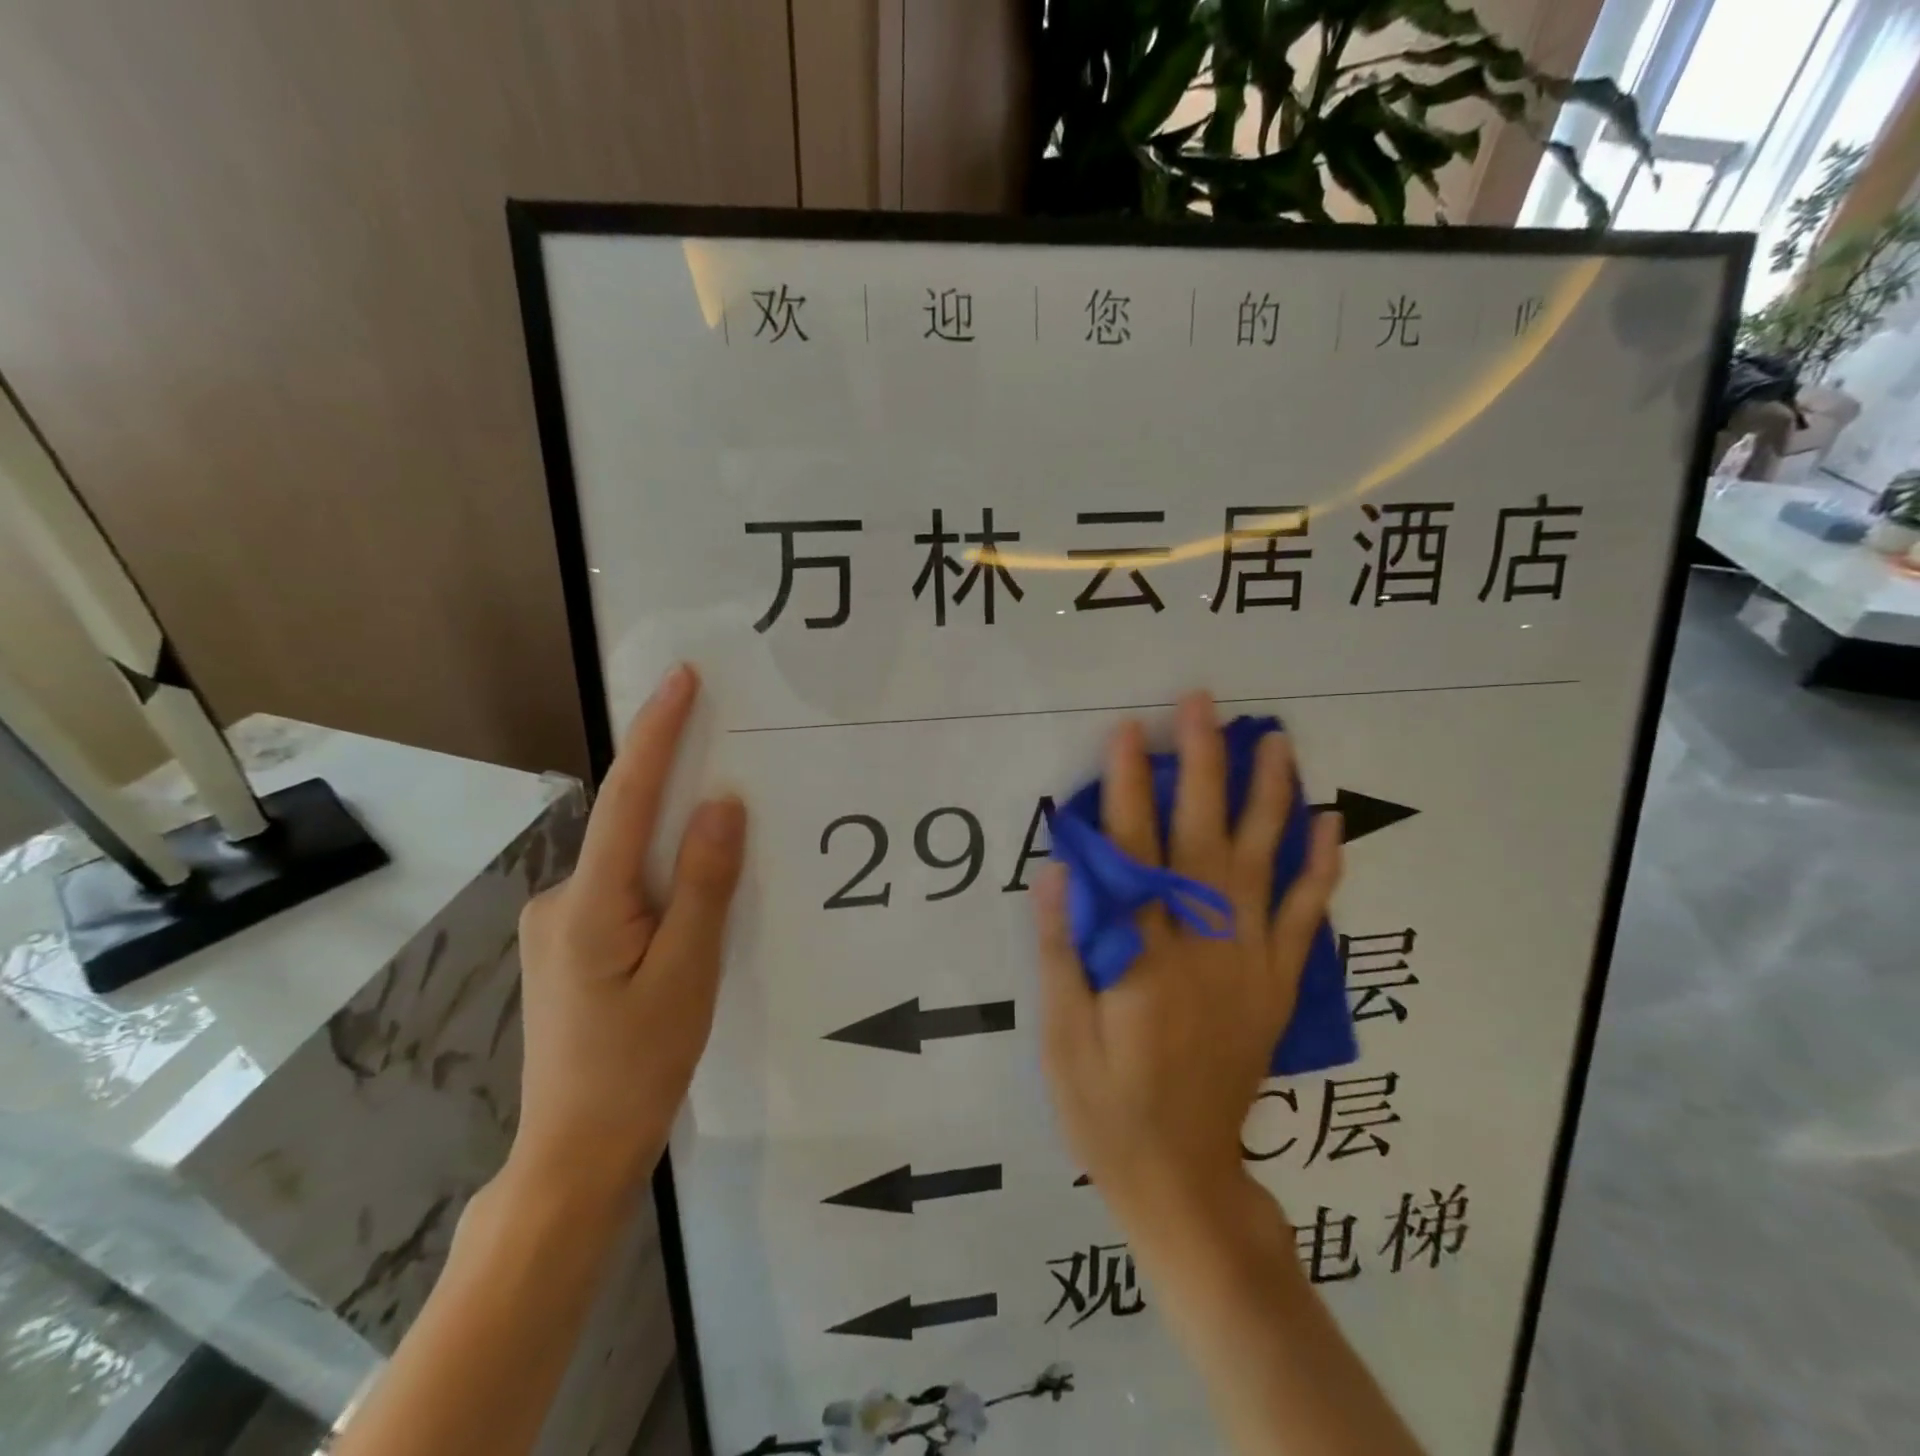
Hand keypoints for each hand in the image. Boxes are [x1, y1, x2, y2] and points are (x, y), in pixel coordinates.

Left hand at [507, 664, 745, 1212]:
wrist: (577, 1153)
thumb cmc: (638, 1066)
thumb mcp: (688, 973)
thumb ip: (705, 884)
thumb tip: (722, 803)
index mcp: (589, 904)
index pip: (627, 797)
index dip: (656, 733)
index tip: (681, 679)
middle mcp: (561, 900)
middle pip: (627, 826)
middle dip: (674, 786)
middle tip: (727, 755)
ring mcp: (558, 926)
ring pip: (628, 863)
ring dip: (672, 845)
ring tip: (727, 849)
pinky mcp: (569, 948)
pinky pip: (623, 891)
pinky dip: (660, 881)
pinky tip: (690, 910)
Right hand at [1033, 691, 1341, 1236]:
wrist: (1183, 1178)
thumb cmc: (1107, 1107)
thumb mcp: (1060, 1038)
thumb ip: (1060, 950)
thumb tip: (1059, 870)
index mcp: (1144, 957)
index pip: (1133, 853)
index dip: (1128, 787)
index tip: (1127, 730)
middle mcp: (1204, 947)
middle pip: (1203, 839)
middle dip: (1202, 765)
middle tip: (1203, 706)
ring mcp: (1250, 964)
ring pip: (1264, 864)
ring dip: (1269, 797)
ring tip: (1275, 741)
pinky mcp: (1276, 985)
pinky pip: (1307, 919)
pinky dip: (1321, 868)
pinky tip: (1329, 824)